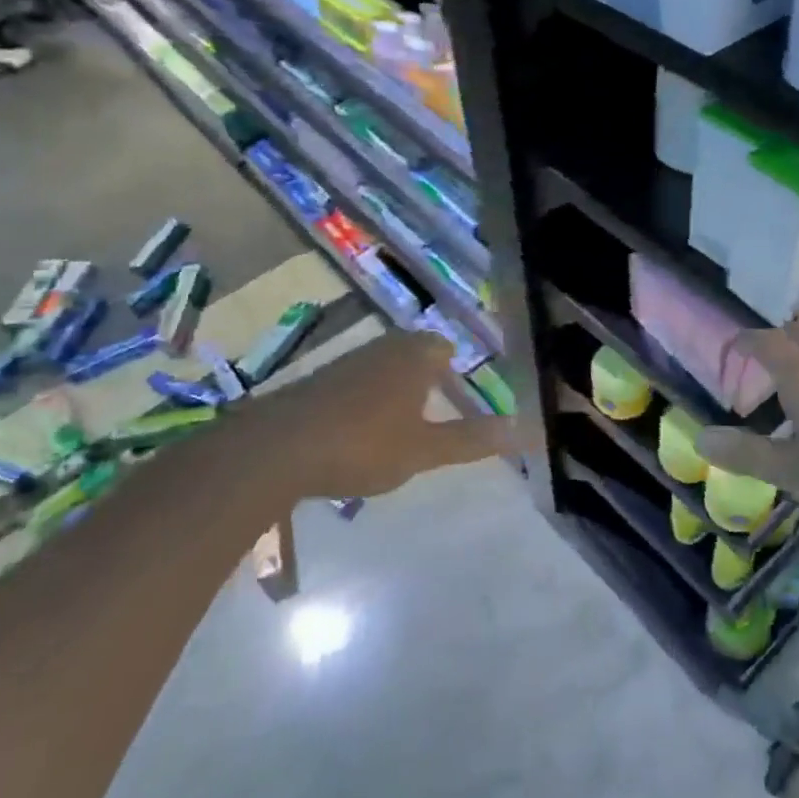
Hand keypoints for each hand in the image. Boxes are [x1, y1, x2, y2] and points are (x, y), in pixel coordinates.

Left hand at [232, 331, 519, 503]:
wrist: (276, 448)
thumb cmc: (363, 444)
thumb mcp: (424, 450)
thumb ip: (470, 440)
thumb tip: (522, 429)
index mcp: (414, 356)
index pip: (444, 348)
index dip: (455, 371)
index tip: (462, 397)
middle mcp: (382, 348)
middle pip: (414, 353)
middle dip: (427, 378)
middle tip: (438, 410)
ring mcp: (346, 362)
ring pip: (383, 366)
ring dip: (395, 389)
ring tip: (403, 424)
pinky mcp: (317, 381)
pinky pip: (356, 382)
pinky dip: (366, 400)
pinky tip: (360, 432)